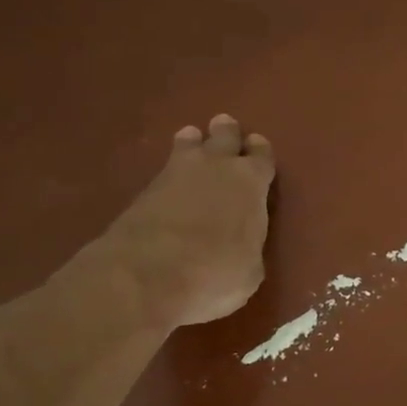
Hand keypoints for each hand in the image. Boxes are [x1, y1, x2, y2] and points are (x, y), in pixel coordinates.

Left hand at [92, 114, 274, 329]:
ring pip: (189, 143)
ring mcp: (176, 173)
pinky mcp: (144, 189)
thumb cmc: (215, 274)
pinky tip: (171, 179)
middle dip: (227, 133)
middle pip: (225, 135)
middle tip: (226, 129)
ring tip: (193, 142)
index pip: (262, 156)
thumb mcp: (250, 271)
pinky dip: (171, 171)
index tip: (258, 149)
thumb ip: (249, 247)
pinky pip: (165, 169)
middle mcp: (216, 167)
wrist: (146, 276)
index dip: (260, 153)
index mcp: (251, 183)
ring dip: (194, 143)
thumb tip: (241, 246)